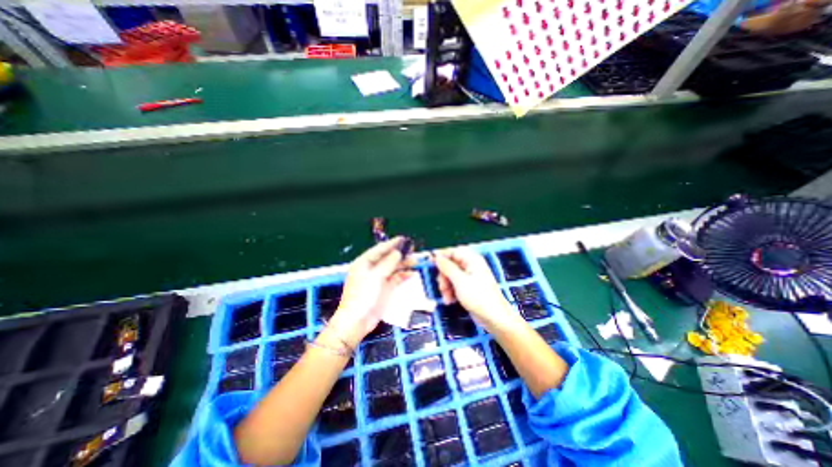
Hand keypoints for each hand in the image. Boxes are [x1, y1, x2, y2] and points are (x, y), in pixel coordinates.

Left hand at [328, 239, 411, 347]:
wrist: (358, 321)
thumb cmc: (363, 295)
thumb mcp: (375, 276)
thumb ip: (388, 263)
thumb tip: (398, 252)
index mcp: (364, 263)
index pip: (379, 250)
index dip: (391, 244)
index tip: (403, 239)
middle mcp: (371, 269)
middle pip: (387, 258)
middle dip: (399, 254)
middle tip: (412, 248)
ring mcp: (379, 279)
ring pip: (393, 268)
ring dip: (403, 264)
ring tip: (415, 260)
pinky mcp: (385, 289)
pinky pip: (396, 279)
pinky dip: (403, 275)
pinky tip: (412, 273)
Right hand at [432, 249, 517, 330]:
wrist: (494, 318)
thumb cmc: (479, 297)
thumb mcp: (459, 281)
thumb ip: (447, 267)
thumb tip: (437, 256)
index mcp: (472, 259)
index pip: (453, 251)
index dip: (442, 256)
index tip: (431, 262)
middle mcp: (471, 266)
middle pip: (450, 264)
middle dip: (444, 276)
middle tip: (442, 286)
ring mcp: (470, 277)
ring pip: (451, 276)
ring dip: (446, 286)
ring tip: (447, 297)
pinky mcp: (469, 287)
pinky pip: (455, 284)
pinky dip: (451, 291)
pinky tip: (450, 300)